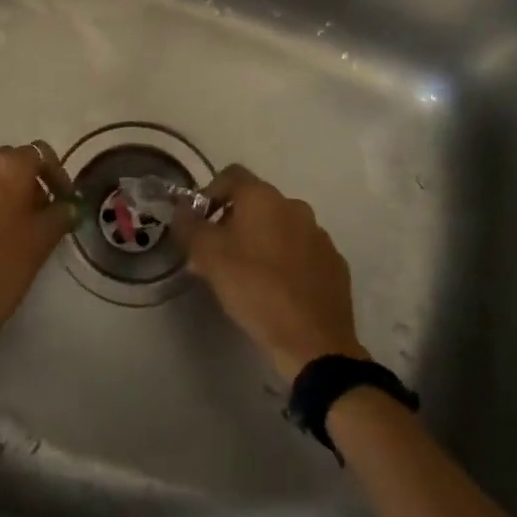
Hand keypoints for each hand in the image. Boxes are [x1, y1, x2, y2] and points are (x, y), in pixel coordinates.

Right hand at [171, 165, 367, 380]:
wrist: (313, 340)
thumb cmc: (254, 288)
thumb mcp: (207, 256)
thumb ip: (189, 225)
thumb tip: (182, 208)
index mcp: (263, 198)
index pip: (230, 175)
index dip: (209, 193)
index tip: (199, 223)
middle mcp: (295, 206)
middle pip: (255, 202)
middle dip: (232, 221)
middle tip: (216, 254)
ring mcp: (319, 235)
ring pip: (279, 227)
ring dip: (260, 241)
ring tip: (245, 275)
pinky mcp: (334, 263)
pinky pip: (301, 251)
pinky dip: (285, 261)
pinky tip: (276, 289)